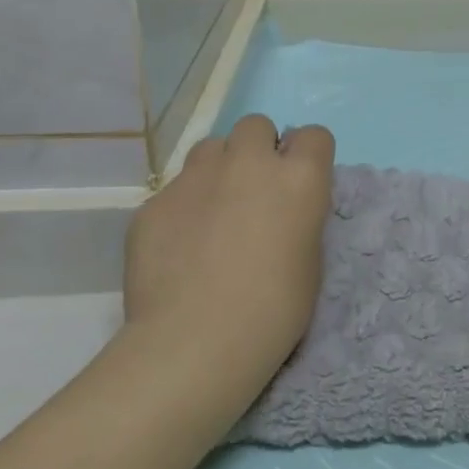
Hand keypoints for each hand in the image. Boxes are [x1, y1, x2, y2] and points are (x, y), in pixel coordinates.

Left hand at [120, 115, 335, 424]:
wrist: (195, 342)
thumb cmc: (273, 310)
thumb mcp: (309, 259)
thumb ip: (297, 216)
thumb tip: (279, 209)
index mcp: (299, 177)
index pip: (314, 135)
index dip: (308, 156)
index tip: (301, 182)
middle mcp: (249, 162)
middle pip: (256, 126)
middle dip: (257, 149)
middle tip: (254, 191)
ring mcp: (196, 177)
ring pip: (210, 148)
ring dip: (218, 169)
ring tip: (213, 211)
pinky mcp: (154, 201)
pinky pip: (174, 189)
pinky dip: (182, 208)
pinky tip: (179, 247)